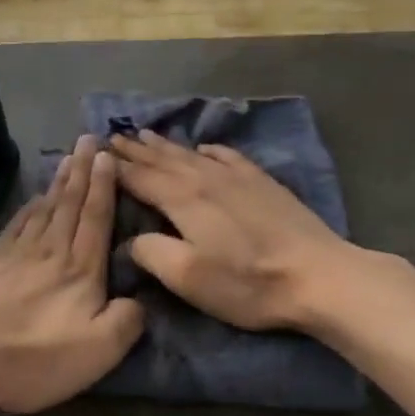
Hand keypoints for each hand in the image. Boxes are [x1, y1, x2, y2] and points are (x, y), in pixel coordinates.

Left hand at [0, 136, 144, 415]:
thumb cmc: (33, 354)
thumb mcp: (97, 350)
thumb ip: (126, 321)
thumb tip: (140, 300)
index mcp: (81, 269)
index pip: (97, 217)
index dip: (104, 186)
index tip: (108, 155)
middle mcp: (51, 250)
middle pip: (70, 203)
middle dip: (83, 170)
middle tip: (90, 139)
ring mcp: (16, 253)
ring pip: (44, 208)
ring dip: (59, 182)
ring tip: (68, 159)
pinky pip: (17, 224)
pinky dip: (28, 207)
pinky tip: (32, 199)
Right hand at [108, 130, 358, 331]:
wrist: (317, 275)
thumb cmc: (247, 282)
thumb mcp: (189, 278)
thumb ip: (153, 253)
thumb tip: (132, 239)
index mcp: (183, 200)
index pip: (140, 178)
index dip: (116, 167)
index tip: (97, 153)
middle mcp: (205, 178)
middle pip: (162, 159)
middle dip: (136, 149)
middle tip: (113, 135)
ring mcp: (237, 177)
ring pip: (191, 154)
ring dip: (165, 144)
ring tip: (145, 133)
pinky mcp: (262, 182)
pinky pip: (227, 156)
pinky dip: (209, 150)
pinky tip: (204, 148)